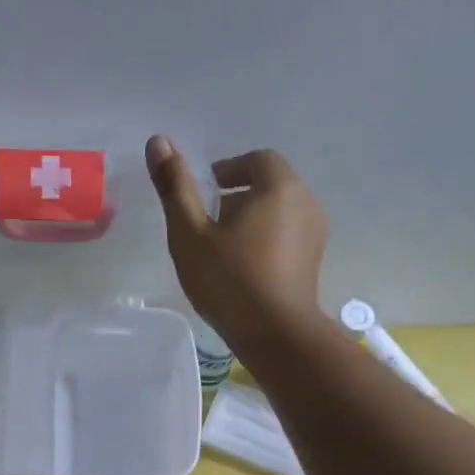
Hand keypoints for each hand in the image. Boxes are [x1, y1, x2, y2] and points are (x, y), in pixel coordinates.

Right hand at [145, 136, 327, 348]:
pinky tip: (244, 270)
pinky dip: (266, 241)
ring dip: (252, 221)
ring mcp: (316, 235)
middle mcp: (306, 203)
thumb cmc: (229, 280)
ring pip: (280, 213)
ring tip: (223, 249)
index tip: (206, 191)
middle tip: (209, 223)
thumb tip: (158, 140)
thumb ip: (175, 186)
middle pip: (271, 185)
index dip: (230, 170)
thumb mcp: (190, 233)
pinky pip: (288, 237)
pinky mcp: (314, 263)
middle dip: (239, 196)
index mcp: (279, 187)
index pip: (257, 160)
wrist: (276, 335)